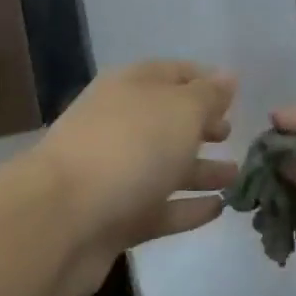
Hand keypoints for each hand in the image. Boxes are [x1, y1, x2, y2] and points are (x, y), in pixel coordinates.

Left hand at [27, 60, 236, 295]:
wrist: (59, 222)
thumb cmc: (130, 147)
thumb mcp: (182, 110)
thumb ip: (209, 95)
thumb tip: (227, 77)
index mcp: (131, 87)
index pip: (174, 73)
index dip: (205, 80)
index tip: (235, 94)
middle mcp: (120, 125)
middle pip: (167, 121)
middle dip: (201, 127)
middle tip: (232, 135)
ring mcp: (114, 174)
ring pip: (165, 166)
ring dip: (200, 170)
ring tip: (236, 176)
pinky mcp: (113, 219)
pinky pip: (159, 208)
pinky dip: (187, 208)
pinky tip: (218, 210)